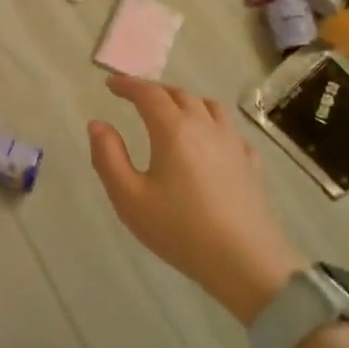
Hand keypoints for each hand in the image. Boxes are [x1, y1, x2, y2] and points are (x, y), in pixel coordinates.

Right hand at [88, 75, 303, 323]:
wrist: (247, 263)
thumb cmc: (180, 230)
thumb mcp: (129, 198)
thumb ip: (108, 156)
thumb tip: (97, 124)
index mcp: (173, 130)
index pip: (148, 93)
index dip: (127, 84)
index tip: (111, 84)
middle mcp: (205, 127)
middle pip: (179, 94)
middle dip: (154, 90)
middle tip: (135, 96)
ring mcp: (233, 144)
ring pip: (209, 106)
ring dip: (185, 101)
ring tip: (171, 111)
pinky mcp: (251, 164)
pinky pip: (229, 129)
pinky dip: (212, 123)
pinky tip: (209, 140)